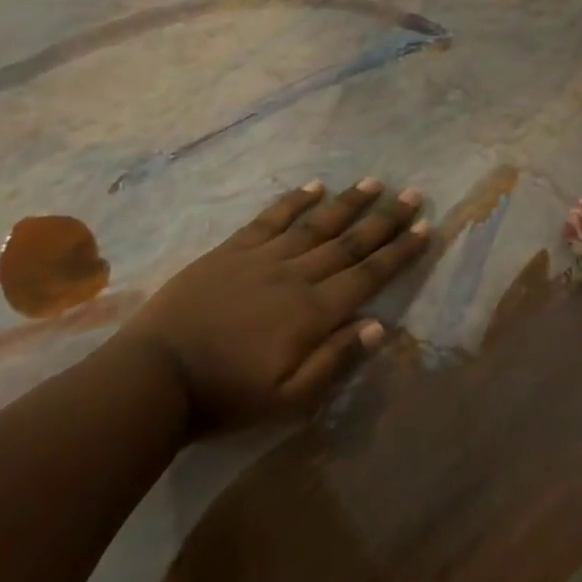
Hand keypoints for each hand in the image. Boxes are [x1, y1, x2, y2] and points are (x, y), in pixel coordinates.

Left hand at [112, 179, 429, 435]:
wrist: (155, 377)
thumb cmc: (227, 395)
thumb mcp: (289, 399)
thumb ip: (335, 360)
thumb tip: (379, 325)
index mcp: (313, 312)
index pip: (368, 275)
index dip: (399, 252)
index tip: (425, 228)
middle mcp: (295, 276)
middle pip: (349, 243)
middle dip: (384, 220)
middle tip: (412, 195)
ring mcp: (261, 259)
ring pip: (315, 224)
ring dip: (347, 203)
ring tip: (374, 183)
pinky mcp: (230, 252)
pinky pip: (269, 219)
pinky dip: (293, 201)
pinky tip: (313, 186)